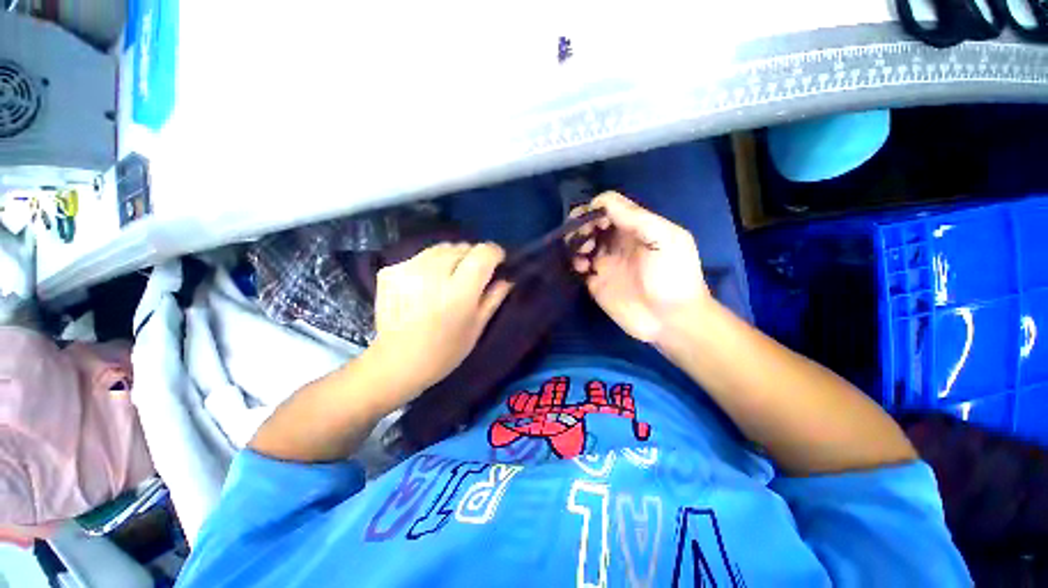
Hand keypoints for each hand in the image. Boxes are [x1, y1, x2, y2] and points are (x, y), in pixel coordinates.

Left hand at [370, 242, 512, 400]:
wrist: (395, 362)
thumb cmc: (443, 352)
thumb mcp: (476, 328)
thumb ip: (493, 299)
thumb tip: (506, 278)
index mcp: (459, 292)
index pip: (483, 253)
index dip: (494, 253)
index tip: (497, 262)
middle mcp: (433, 274)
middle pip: (462, 247)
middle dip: (472, 257)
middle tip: (471, 277)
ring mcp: (408, 269)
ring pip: (441, 248)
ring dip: (451, 258)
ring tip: (448, 278)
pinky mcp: (391, 271)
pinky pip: (420, 256)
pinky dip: (430, 264)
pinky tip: (426, 284)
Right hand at [570, 191, 710, 344]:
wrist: (671, 320)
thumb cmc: (673, 277)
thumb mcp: (666, 239)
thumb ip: (637, 218)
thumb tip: (602, 203)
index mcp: (635, 227)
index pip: (609, 206)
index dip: (596, 208)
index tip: (592, 220)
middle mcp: (617, 241)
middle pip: (591, 222)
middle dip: (581, 224)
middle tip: (584, 237)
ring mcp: (605, 262)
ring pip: (581, 242)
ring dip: (576, 242)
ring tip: (583, 253)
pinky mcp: (596, 281)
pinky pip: (578, 265)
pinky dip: (574, 262)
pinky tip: (583, 268)